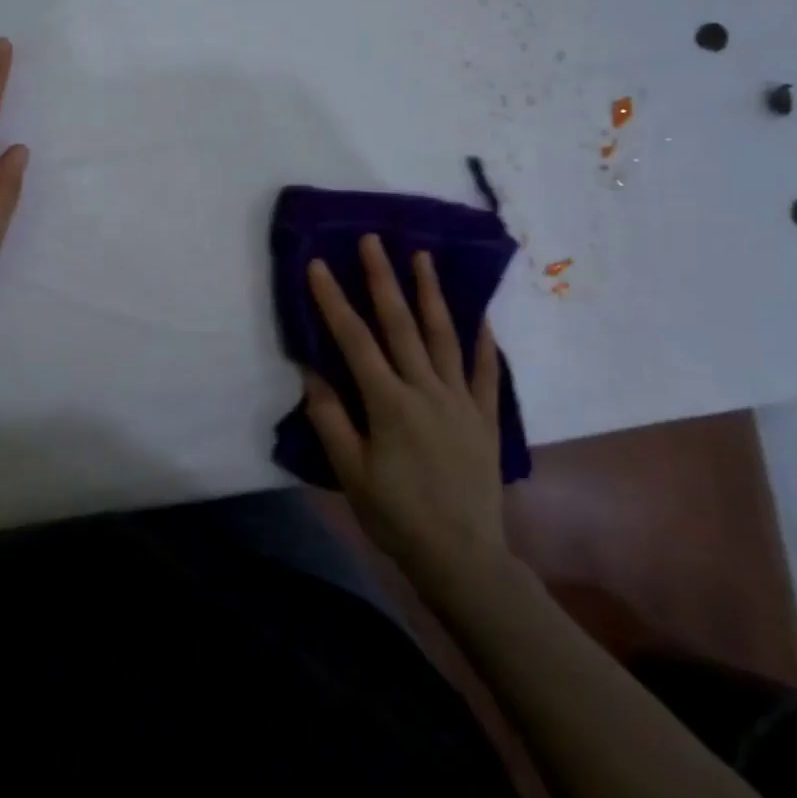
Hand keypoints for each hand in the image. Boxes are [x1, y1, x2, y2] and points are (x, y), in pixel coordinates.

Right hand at [304, 235, 508, 581]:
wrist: (462, 556)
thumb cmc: (397, 515)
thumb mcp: (350, 473)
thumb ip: (330, 418)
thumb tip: (311, 370)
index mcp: (388, 403)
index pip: (354, 340)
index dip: (334, 300)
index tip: (320, 265)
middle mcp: (425, 390)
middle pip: (401, 324)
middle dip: (383, 279)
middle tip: (374, 241)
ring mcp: (459, 400)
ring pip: (444, 335)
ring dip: (430, 294)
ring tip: (423, 258)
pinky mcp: (484, 416)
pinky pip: (484, 370)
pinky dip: (482, 339)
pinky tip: (480, 314)